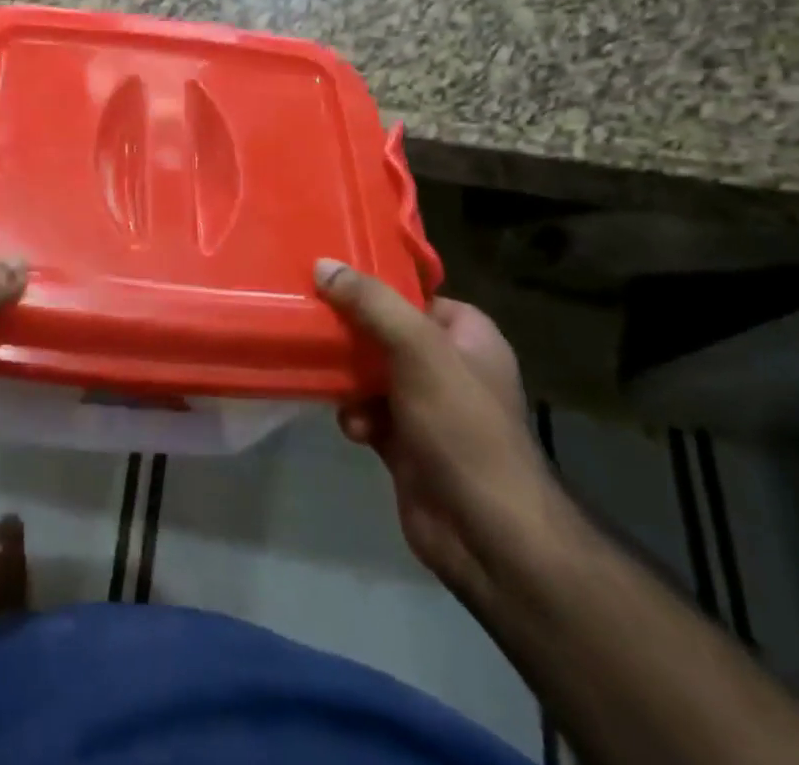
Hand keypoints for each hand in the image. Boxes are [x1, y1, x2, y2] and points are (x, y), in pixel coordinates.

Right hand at [315, 259, 573, 599]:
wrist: (487, 534)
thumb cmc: (463, 428)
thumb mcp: (418, 350)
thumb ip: (371, 304)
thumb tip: (323, 265)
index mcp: (468, 335)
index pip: (413, 294)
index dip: (373, 286)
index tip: (329, 277)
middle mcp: (449, 366)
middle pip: (385, 332)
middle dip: (350, 332)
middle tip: (310, 321)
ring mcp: (428, 407)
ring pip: (370, 372)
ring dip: (347, 377)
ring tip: (330, 380)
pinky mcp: (406, 444)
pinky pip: (368, 412)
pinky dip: (355, 415)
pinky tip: (351, 427)